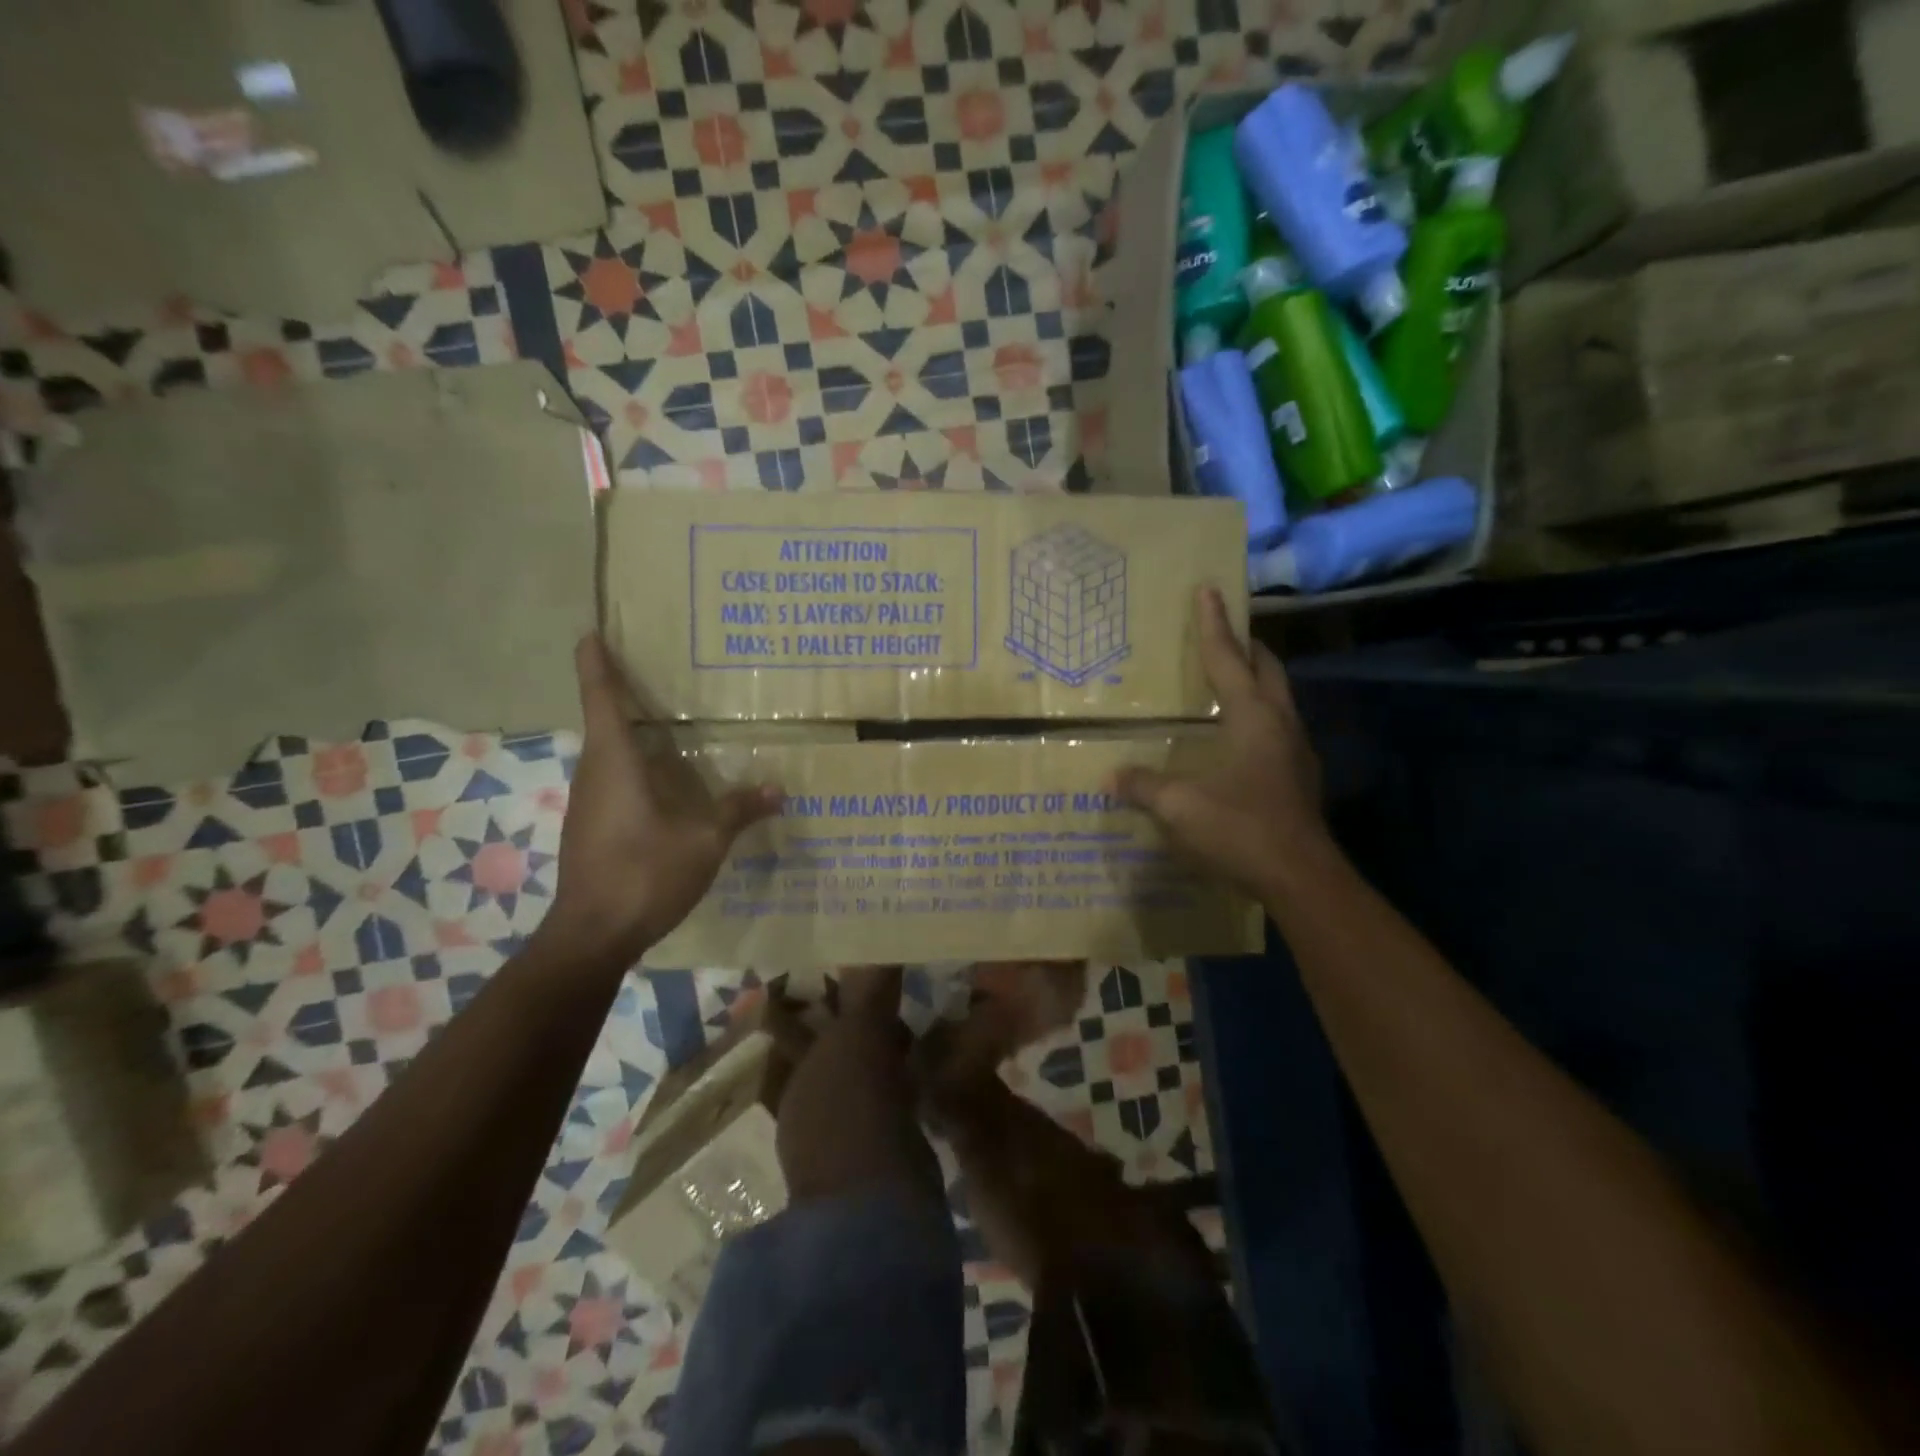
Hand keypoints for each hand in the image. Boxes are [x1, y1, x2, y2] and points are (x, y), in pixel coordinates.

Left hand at [541, 635, 782, 964]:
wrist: (593, 935)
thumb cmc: (644, 874)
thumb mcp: (704, 841)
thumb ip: (739, 810)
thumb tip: (780, 789)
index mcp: (614, 761)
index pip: (601, 698)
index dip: (596, 663)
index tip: (591, 632)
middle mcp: (594, 773)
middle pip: (603, 721)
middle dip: (621, 694)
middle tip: (654, 672)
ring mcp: (588, 802)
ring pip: (608, 754)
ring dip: (629, 734)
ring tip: (666, 723)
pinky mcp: (591, 827)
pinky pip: (612, 781)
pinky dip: (634, 768)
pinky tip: (664, 783)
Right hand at [1110, 587, 1327, 899]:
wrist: (1301, 878)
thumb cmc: (1241, 829)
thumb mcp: (1180, 807)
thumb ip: (1145, 787)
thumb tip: (1112, 777)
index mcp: (1253, 718)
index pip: (1228, 659)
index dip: (1214, 625)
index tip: (1209, 589)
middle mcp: (1280, 723)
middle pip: (1267, 668)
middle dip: (1245, 645)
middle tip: (1222, 631)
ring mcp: (1296, 750)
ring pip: (1277, 697)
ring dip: (1255, 680)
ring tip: (1227, 679)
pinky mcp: (1298, 775)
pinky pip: (1277, 727)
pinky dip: (1257, 714)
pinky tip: (1238, 736)